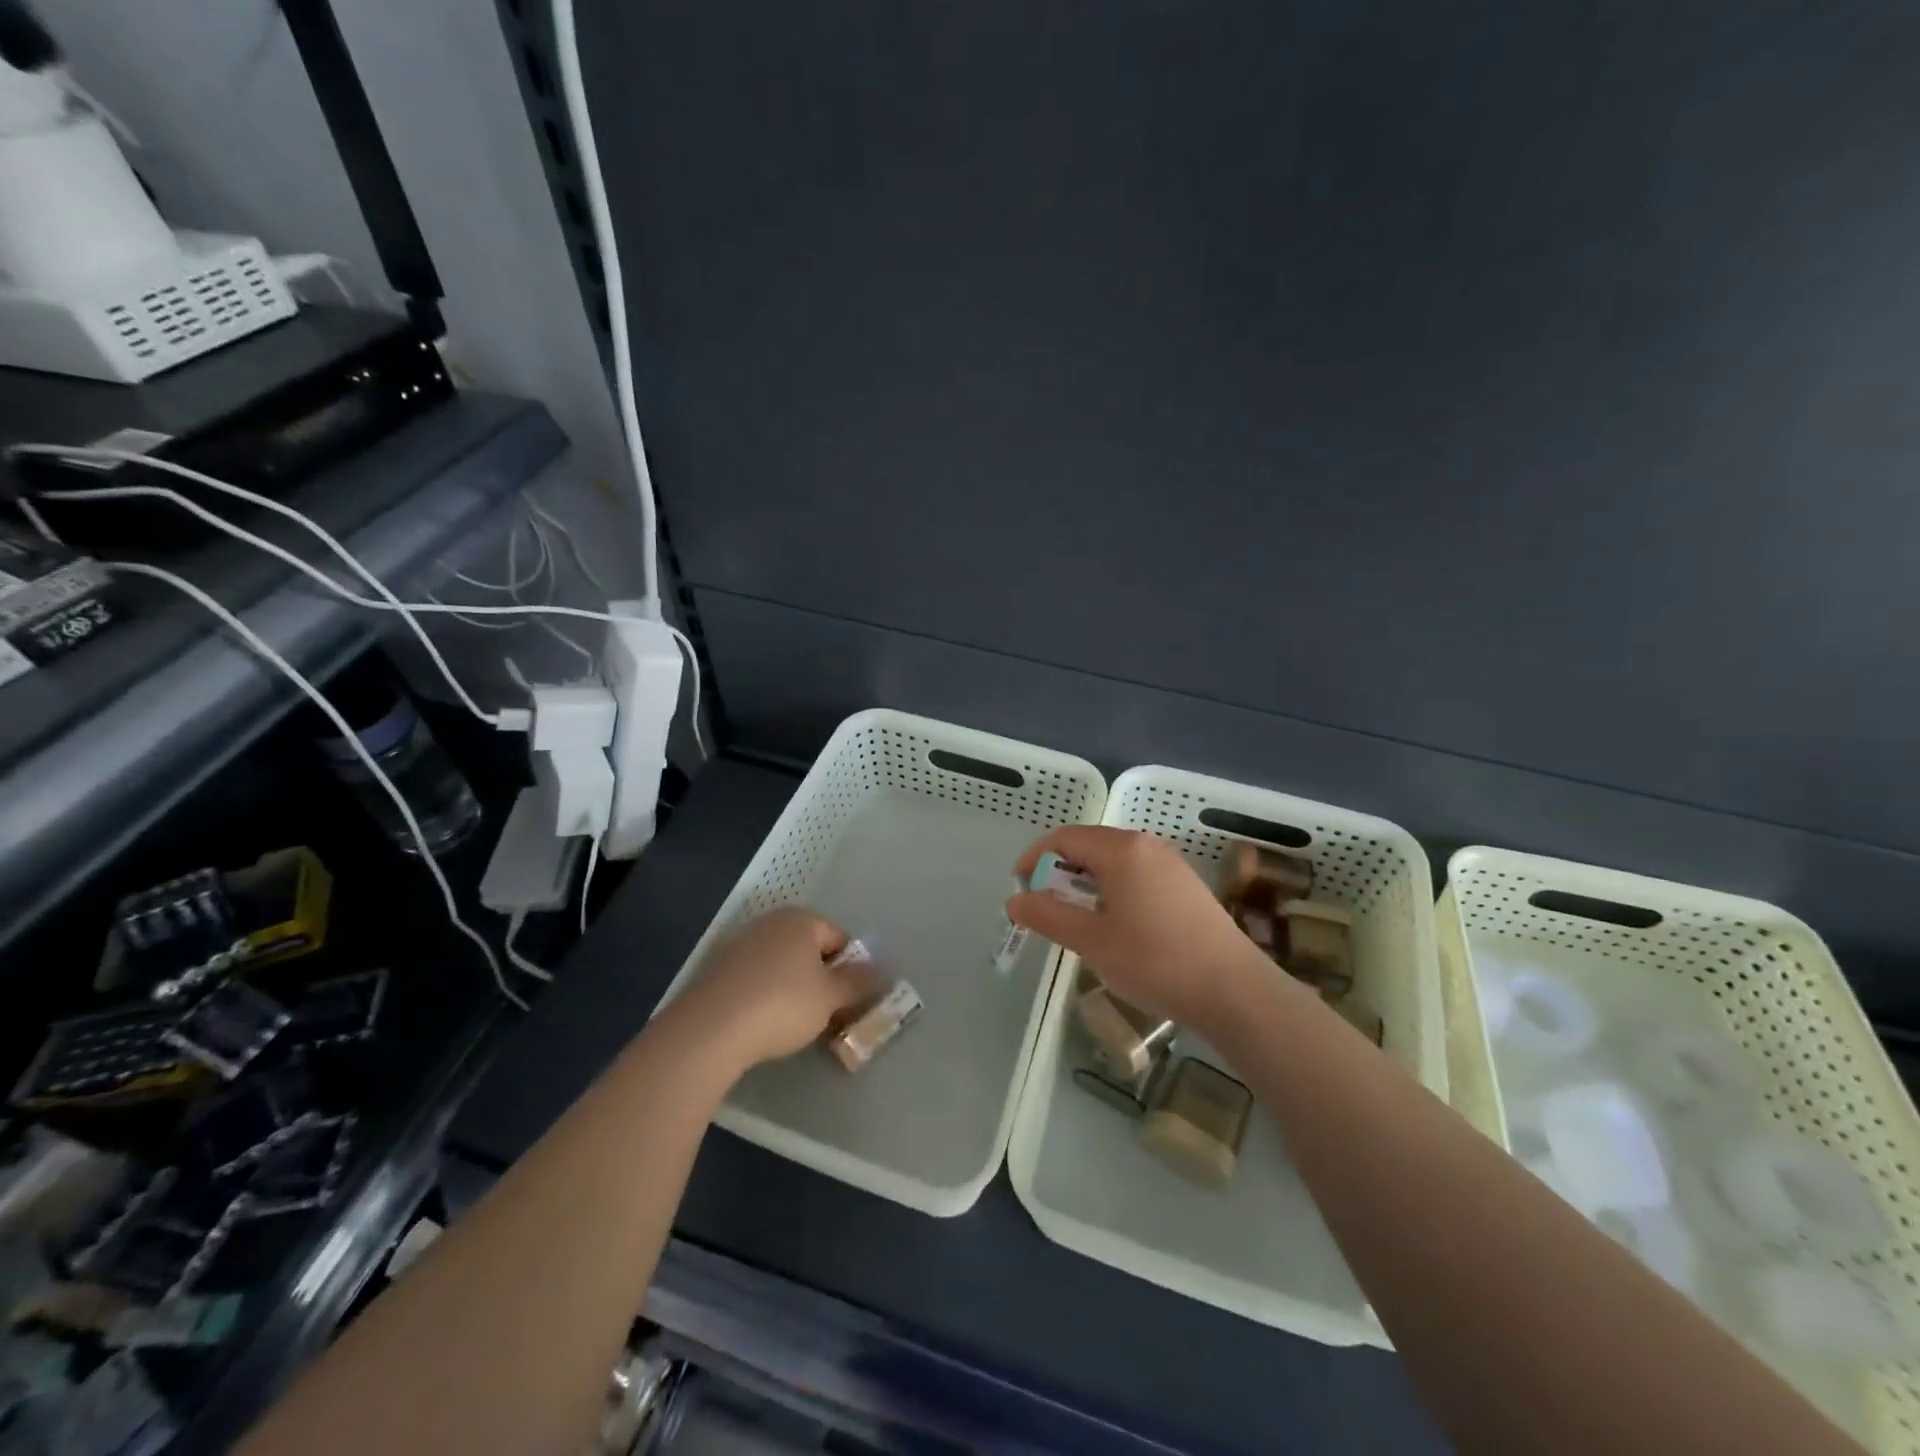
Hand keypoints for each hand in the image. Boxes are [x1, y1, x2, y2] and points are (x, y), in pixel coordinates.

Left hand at [672, 907, 879, 1072]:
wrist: (711, 1029)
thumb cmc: (782, 1004)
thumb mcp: (830, 998)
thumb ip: (858, 983)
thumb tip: (879, 972)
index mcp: (802, 920)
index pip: (839, 938)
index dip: (850, 969)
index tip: (849, 1000)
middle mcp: (770, 922)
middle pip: (808, 949)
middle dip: (821, 978)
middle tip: (826, 1012)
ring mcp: (739, 943)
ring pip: (780, 963)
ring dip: (792, 986)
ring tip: (794, 1022)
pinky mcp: (716, 968)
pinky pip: (754, 977)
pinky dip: (764, 993)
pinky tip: (762, 1021)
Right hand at [1007, 826, 1283, 1037]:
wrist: (1233, 990)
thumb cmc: (1154, 960)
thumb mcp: (1091, 941)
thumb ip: (1048, 915)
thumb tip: (1014, 900)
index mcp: (1121, 850)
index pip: (1065, 838)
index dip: (1035, 858)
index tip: (1020, 887)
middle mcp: (1146, 845)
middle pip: (1090, 844)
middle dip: (1060, 870)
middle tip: (1044, 905)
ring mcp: (1171, 864)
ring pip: (1115, 860)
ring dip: (1087, 880)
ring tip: (1076, 916)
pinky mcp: (1186, 885)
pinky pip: (1137, 873)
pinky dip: (1113, 887)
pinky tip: (1116, 922)